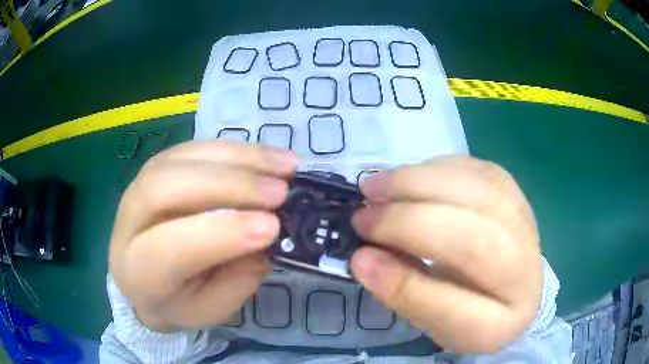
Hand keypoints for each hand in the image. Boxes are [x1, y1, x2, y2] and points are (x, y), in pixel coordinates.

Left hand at [109, 140, 296, 332]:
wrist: (141, 276)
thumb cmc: (176, 301)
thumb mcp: (209, 309)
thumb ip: (236, 280)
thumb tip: (268, 233)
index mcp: (138, 270)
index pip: (170, 248)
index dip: (221, 234)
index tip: (272, 226)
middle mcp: (129, 221)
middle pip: (167, 187)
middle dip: (229, 185)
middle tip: (280, 192)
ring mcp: (139, 185)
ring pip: (183, 158)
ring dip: (240, 159)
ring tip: (285, 166)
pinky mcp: (158, 166)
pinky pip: (196, 148)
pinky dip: (236, 150)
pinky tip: (267, 157)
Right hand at [350, 156, 541, 352]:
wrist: (513, 278)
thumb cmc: (473, 309)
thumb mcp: (438, 322)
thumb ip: (405, 293)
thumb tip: (362, 258)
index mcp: (505, 320)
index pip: (457, 308)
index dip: (405, 285)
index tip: (360, 259)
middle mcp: (525, 267)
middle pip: (472, 241)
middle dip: (408, 224)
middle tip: (363, 217)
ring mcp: (523, 218)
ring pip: (474, 191)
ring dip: (416, 183)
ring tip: (374, 188)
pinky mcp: (511, 188)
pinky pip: (471, 168)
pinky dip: (431, 169)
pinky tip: (407, 179)